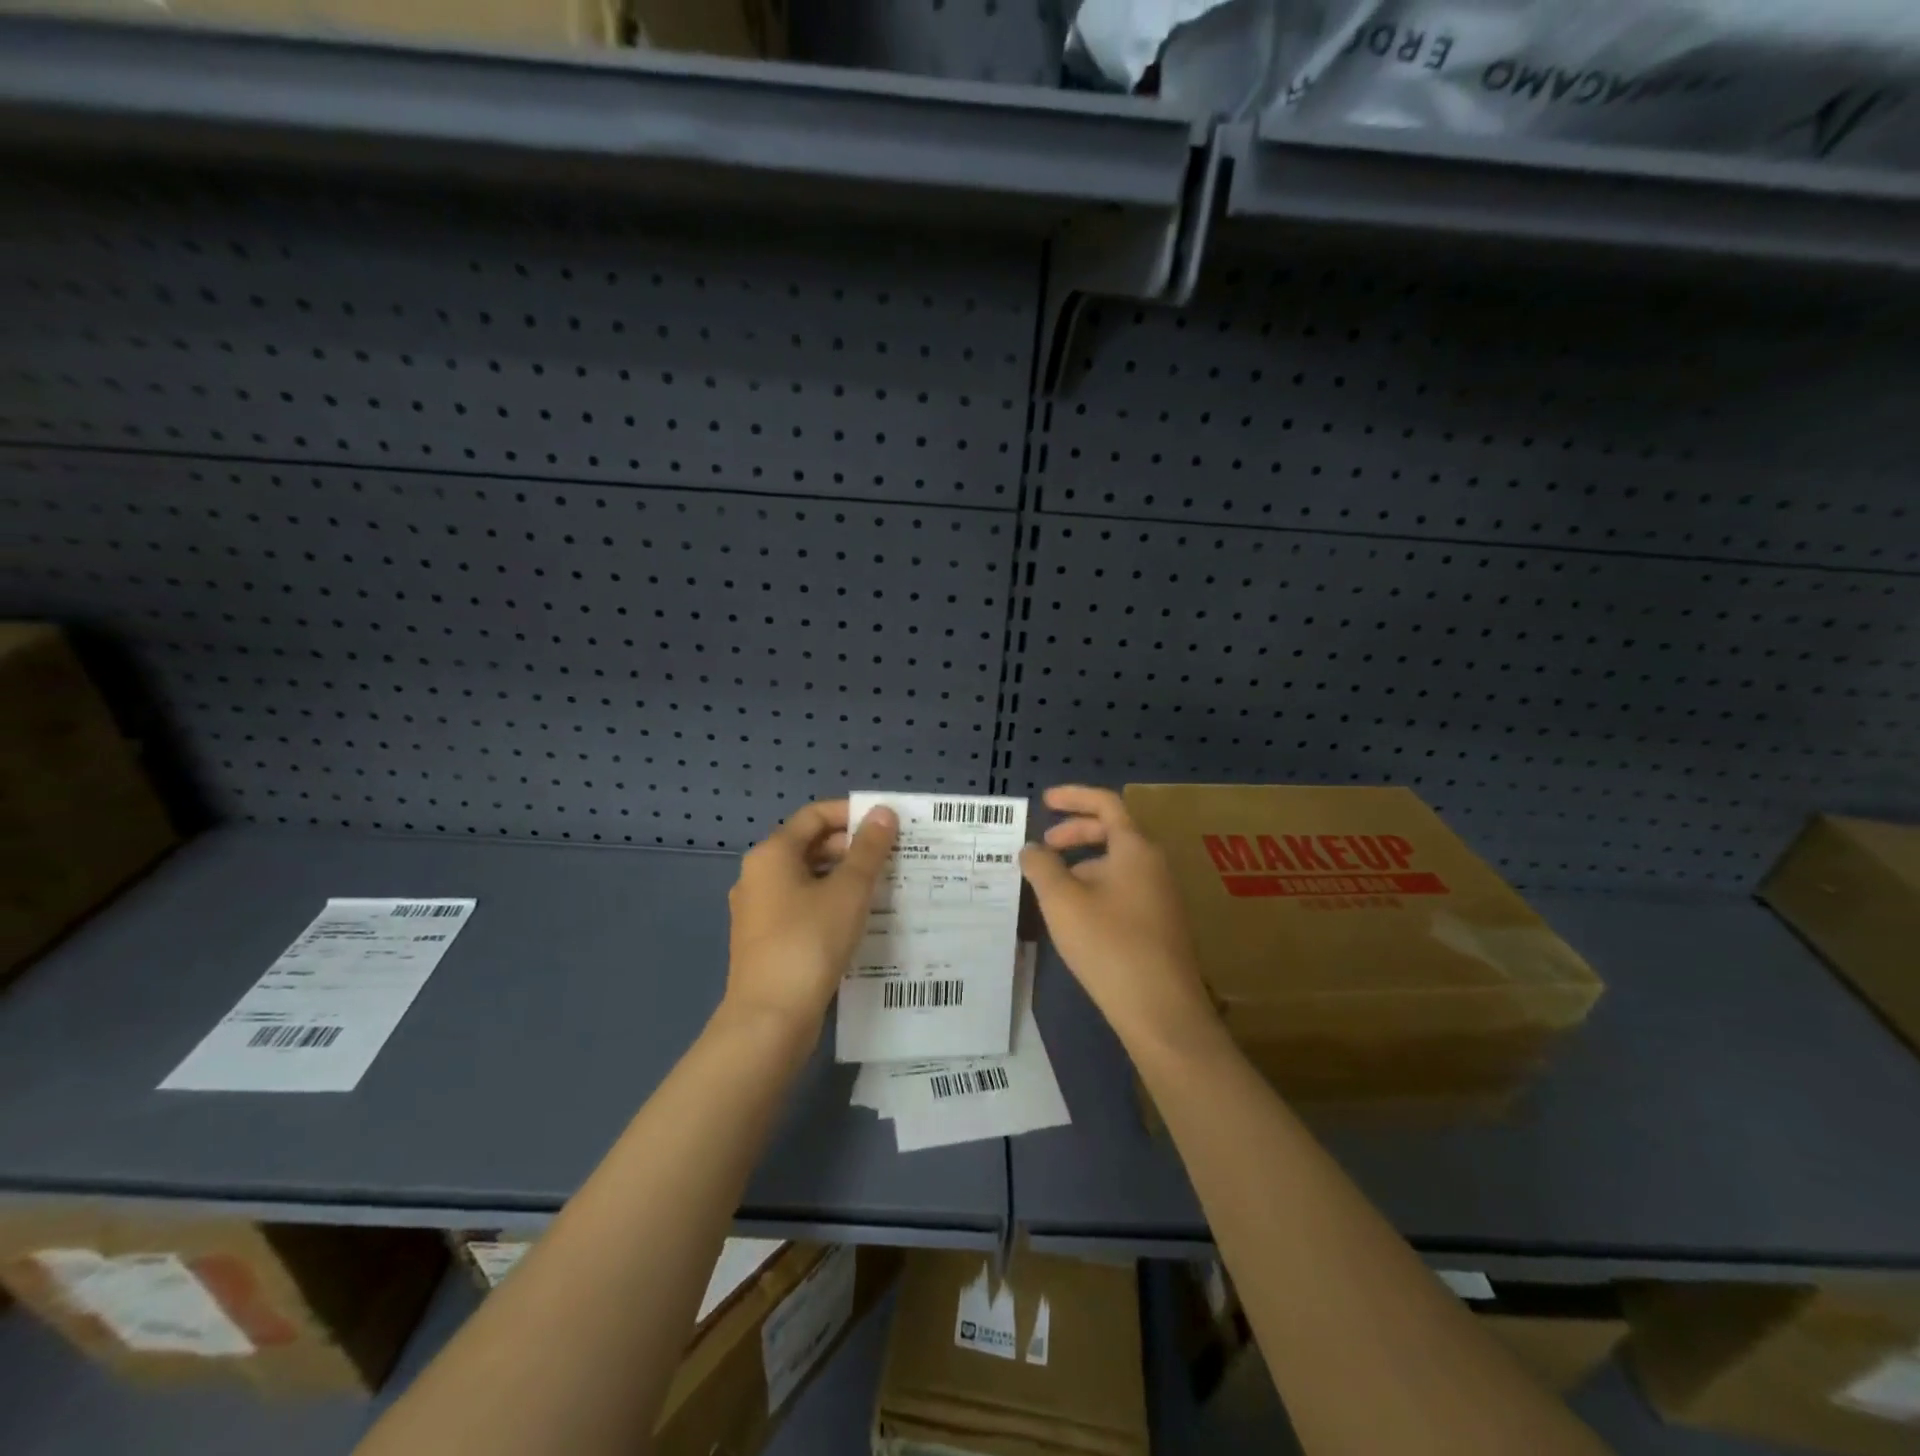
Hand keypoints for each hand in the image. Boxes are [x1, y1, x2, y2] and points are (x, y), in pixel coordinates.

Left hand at [722, 799, 896, 1039]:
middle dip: (851, 848)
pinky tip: (858, 920)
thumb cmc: (809, 942)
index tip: (887, 825)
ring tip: (883, 888)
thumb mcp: (848, 891)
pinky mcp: (765, 941)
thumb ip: (868, 849)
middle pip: (809, 846)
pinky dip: (829, 904)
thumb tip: (883, 812)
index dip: (851, 814)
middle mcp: (758, 876)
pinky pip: (801, 907)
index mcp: (771, 854)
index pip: (814, 816)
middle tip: (892, 858)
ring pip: (806, 879)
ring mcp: (758, 911)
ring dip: (843, 878)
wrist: (770, 1019)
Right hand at [1020, 785, 1217, 1049]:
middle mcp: (1155, 864)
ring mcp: (1162, 895)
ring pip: (1118, 863)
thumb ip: (1042, 867)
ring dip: (1084, 864)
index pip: (1106, 803)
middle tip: (1045, 846)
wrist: (1161, 1011)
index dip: (1073, 797)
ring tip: (1053, 887)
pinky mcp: (1161, 924)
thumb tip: (1032, 849)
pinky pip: (1125, 888)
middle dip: (1075, 832)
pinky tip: (1078, 916)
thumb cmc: (1109, 944)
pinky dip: (1097, 887)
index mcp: (1136, 848)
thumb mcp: (1062, 901)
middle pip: (1113, 831)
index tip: (1044, 801)